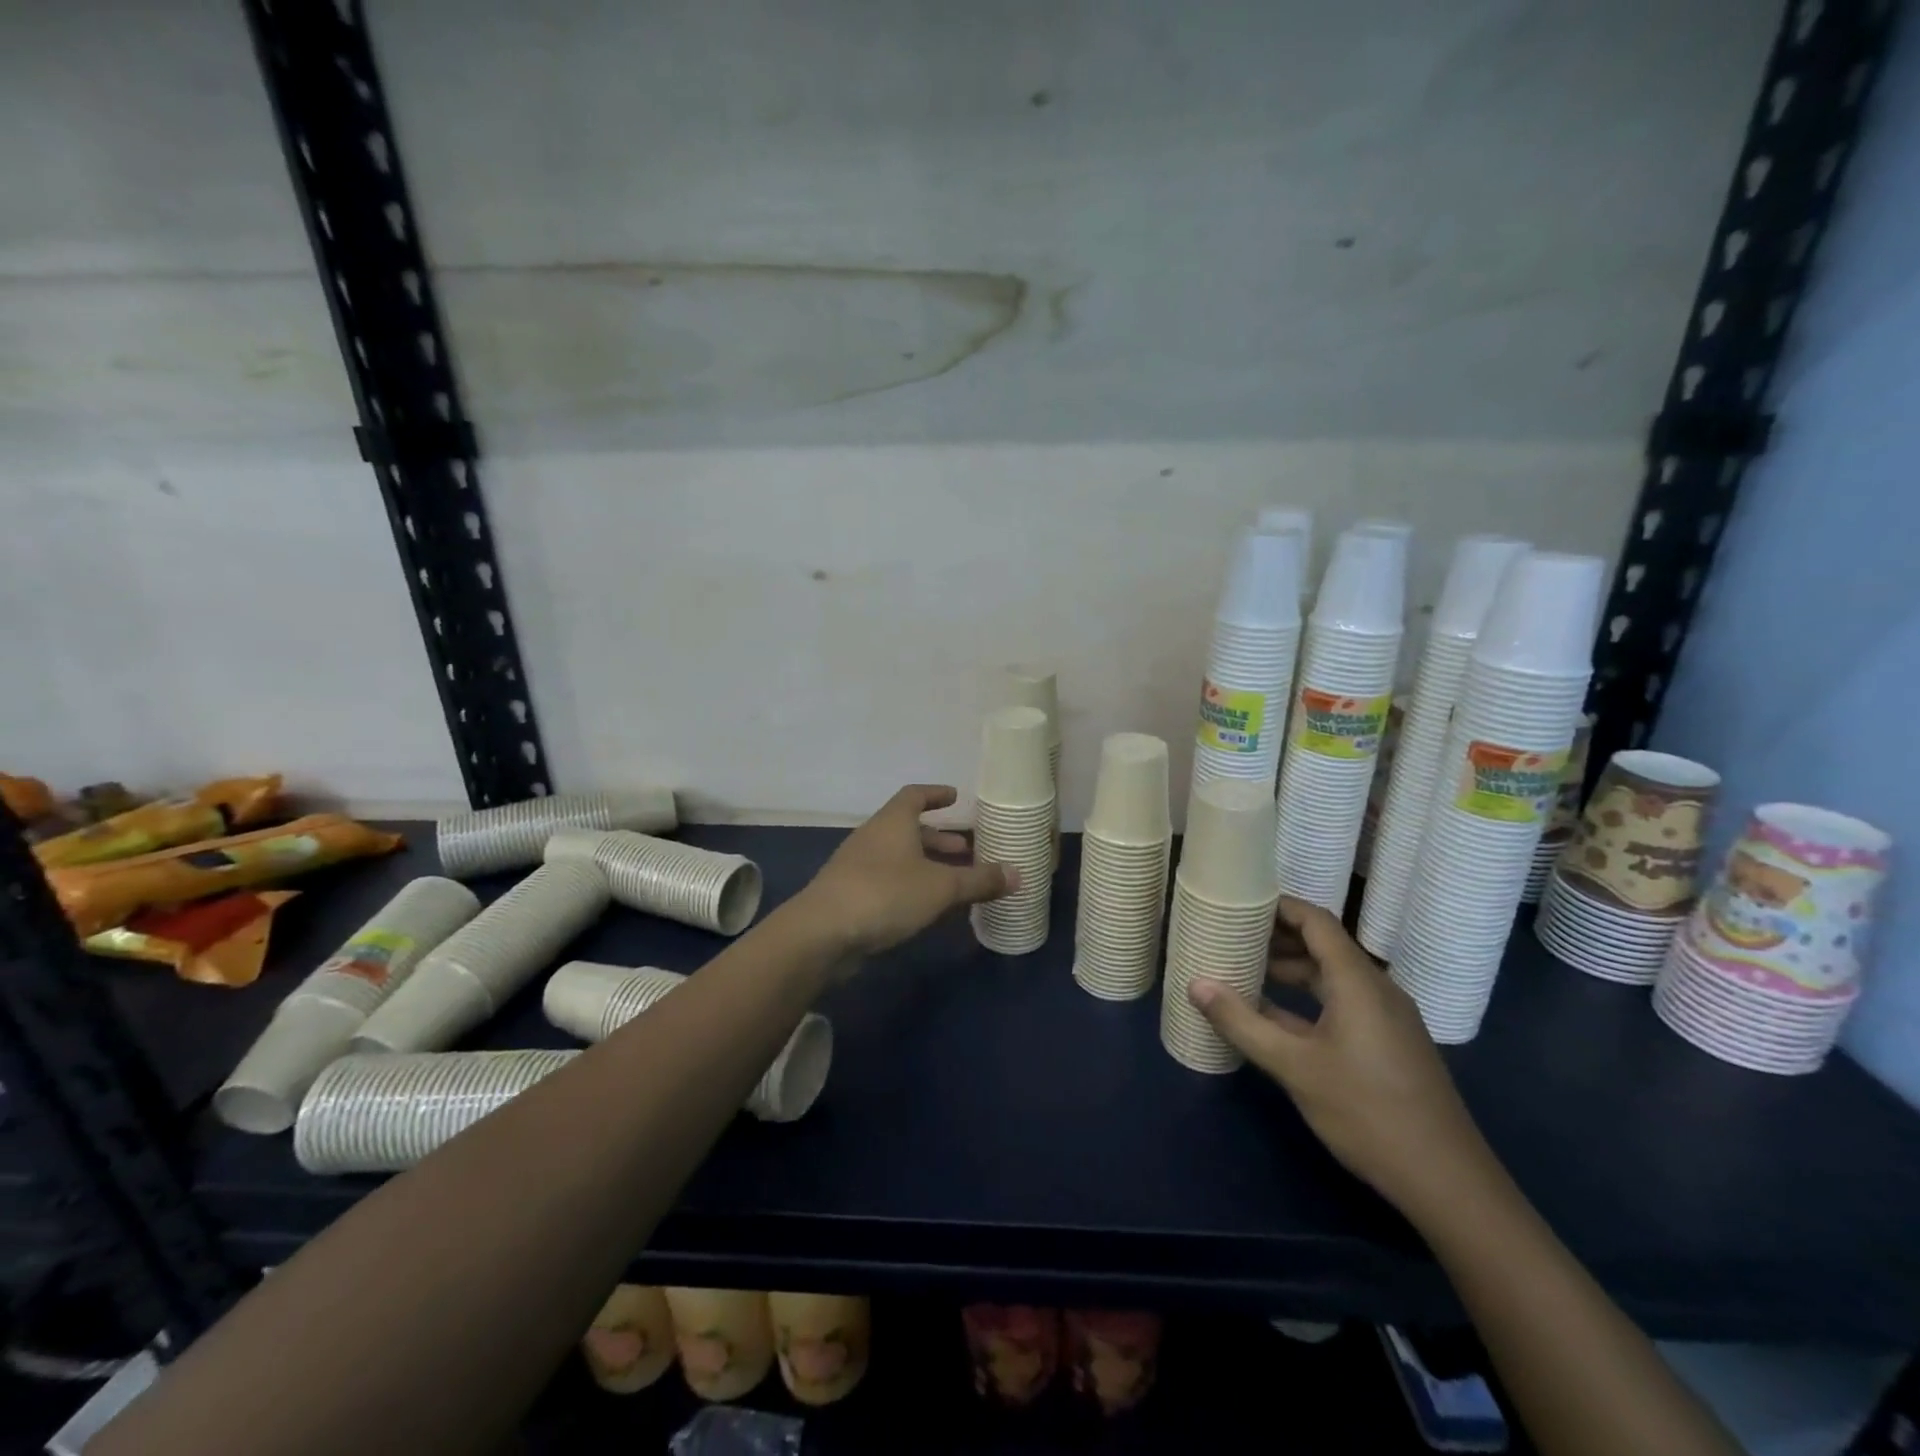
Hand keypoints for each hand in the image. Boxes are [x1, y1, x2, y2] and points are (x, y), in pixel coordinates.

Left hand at [799, 785, 1016, 957]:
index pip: (914, 795)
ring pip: (898, 856)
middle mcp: (873, 837)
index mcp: (892, 822)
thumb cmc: (885, 894)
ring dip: (925, 864)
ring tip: (953, 881)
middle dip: (938, 837)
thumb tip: (1019, 874)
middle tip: (966, 849)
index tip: (955, 797)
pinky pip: (887, 881)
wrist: (821, 933)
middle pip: (908, 828)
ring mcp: (857, 866)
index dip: (936, 794)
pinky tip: (927, 908)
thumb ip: (979, 880)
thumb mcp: (941, 888)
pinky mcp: (850, 895)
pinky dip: (910, 885)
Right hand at [1187, 898, 1496, 1219]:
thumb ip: (1243, 1022)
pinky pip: (1342, 1003)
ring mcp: (1385, 1018)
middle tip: (1230, 939)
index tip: (1238, 904)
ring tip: (1243, 973)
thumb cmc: (1367, 1113)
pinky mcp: (1388, 1044)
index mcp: (1357, 981)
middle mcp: (1376, 989)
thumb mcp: (1294, 1067)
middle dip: (1276, 939)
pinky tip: (1273, 1018)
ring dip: (1289, 971)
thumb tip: (1195, 984)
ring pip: (1331, 977)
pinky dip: (1306, 999)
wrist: (1447, 1182)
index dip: (1277, 906)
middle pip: (1323, 945)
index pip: (1315, 921)